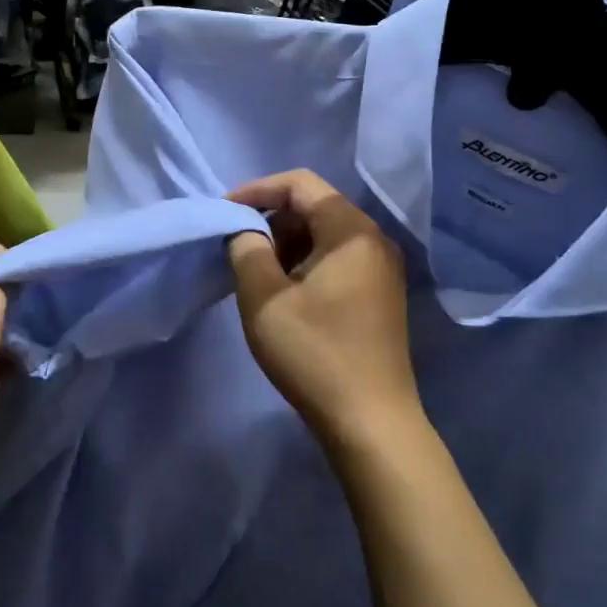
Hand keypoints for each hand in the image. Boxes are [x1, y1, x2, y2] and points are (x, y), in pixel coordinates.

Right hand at [226, 170, 420, 446]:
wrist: (371, 422)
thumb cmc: (314, 353)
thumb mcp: (264, 297)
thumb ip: (246, 248)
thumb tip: (245, 230)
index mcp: (351, 230)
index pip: (300, 184)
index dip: (257, 190)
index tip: (224, 213)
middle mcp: (373, 240)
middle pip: (315, 206)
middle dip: (271, 220)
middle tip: (238, 249)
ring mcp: (382, 269)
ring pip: (325, 235)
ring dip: (286, 244)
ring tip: (257, 275)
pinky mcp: (380, 295)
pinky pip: (337, 259)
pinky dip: (306, 264)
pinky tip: (285, 295)